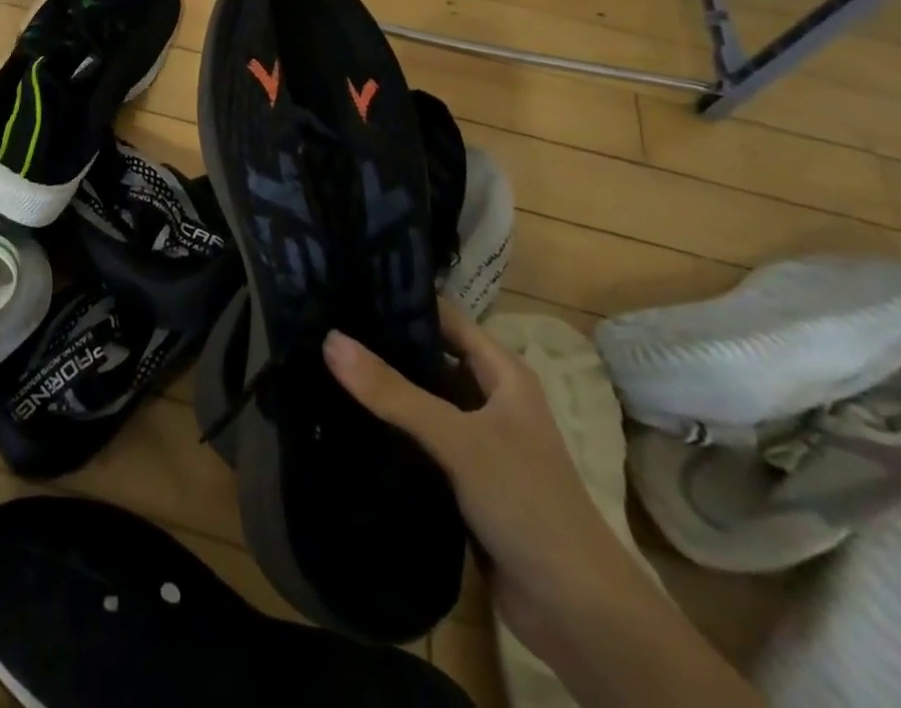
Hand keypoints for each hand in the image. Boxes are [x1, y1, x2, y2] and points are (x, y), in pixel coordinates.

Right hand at [324, 299, 642, 657]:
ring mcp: (476, 441)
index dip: (402, 300)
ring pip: (421, 401)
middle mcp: (489, 399)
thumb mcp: (458, 439)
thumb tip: (330, 339)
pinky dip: (389, 431)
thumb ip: (393, 392)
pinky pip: (418, 442)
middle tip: (323, 324)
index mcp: (502, 373)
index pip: (445, 317)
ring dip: (383, 390)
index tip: (347, 285)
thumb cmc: (528, 503)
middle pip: (428, 358)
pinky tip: (345, 420)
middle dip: (382, 345)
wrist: (578, 614)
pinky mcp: (462, 480)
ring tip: (322, 364)